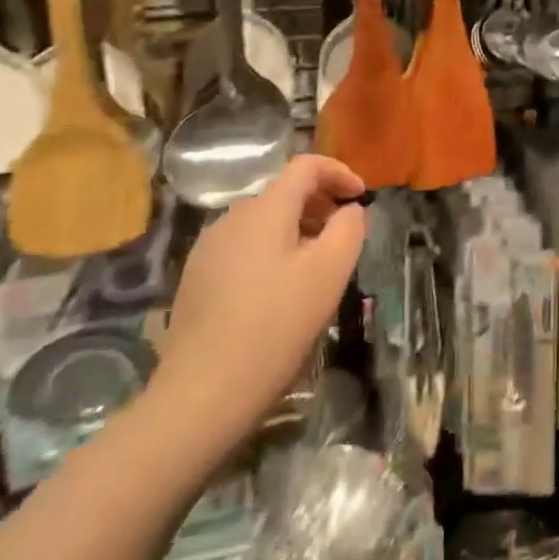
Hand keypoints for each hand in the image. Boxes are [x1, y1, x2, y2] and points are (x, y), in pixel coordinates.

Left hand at [147, 156, 367, 457]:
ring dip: (297, 230)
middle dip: (320, 204)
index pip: (306, 166)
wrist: (202, 393)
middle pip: (283, 193)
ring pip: (263, 222)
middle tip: (344, 235)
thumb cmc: (276, 325)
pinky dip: (272, 252)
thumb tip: (349, 210)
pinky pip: (244, 248)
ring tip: (317, 266)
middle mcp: (232, 217)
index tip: (362, 197)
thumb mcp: (330, 272)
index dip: (339, 172)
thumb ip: (348, 228)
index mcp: (265, 209)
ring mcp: (208, 249)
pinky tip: (279, 292)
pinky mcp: (196, 279)